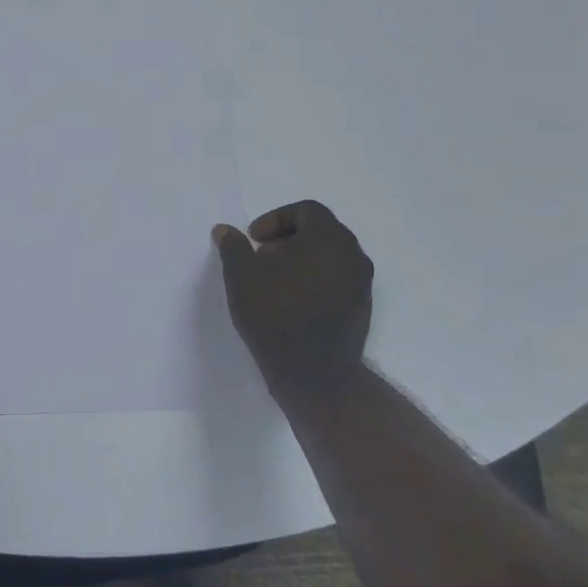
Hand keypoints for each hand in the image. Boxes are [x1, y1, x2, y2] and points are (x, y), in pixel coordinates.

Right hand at [213, 200, 374, 397]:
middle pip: (320, 231)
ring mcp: (362, 283)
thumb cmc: (276, 315)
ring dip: (302, 259)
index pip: (306, 210)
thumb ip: (233, 247)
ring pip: (330, 256)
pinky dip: (316, 279)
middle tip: (262, 259)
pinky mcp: (363, 307)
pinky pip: (338, 279)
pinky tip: (293, 302)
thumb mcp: (241, 277)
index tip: (254, 240)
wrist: (315, 375)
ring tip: (275, 282)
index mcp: (328, 238)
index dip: (276, 219)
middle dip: (288, 239)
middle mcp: (352, 255)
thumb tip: (224, 230)